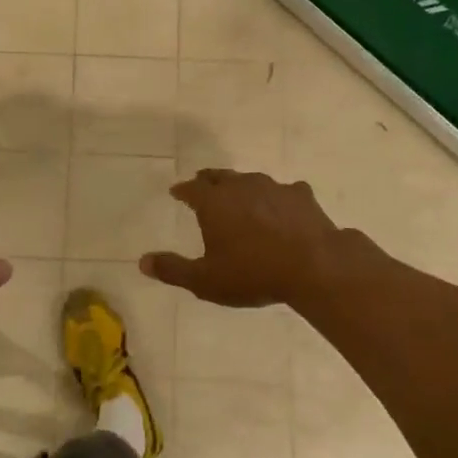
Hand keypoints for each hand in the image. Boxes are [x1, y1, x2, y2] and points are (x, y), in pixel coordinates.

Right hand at [140, 169, 343, 307]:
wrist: (314, 266)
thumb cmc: (253, 273)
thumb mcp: (205, 280)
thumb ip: (173, 269)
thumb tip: (143, 262)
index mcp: (214, 203)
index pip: (191, 189)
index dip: (182, 191)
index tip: (176, 192)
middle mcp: (241, 187)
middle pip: (220, 177)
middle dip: (208, 180)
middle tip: (201, 184)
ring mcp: (274, 188)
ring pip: (250, 180)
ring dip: (241, 186)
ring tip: (239, 195)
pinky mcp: (301, 197)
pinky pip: (283, 192)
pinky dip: (276, 198)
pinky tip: (281, 207)